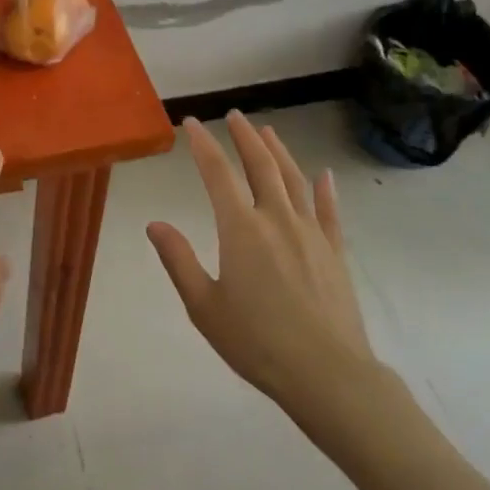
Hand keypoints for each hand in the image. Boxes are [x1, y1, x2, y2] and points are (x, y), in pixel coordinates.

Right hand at [147, 112, 374, 414]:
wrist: (327, 374)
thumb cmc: (257, 342)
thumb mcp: (204, 306)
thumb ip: (178, 261)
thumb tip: (155, 224)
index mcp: (241, 229)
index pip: (217, 174)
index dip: (203, 145)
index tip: (192, 123)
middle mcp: (277, 219)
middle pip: (260, 166)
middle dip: (245, 137)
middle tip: (235, 115)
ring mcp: (311, 233)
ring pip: (294, 180)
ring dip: (279, 152)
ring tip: (268, 131)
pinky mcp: (335, 252)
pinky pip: (329, 211)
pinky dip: (325, 190)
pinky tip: (324, 175)